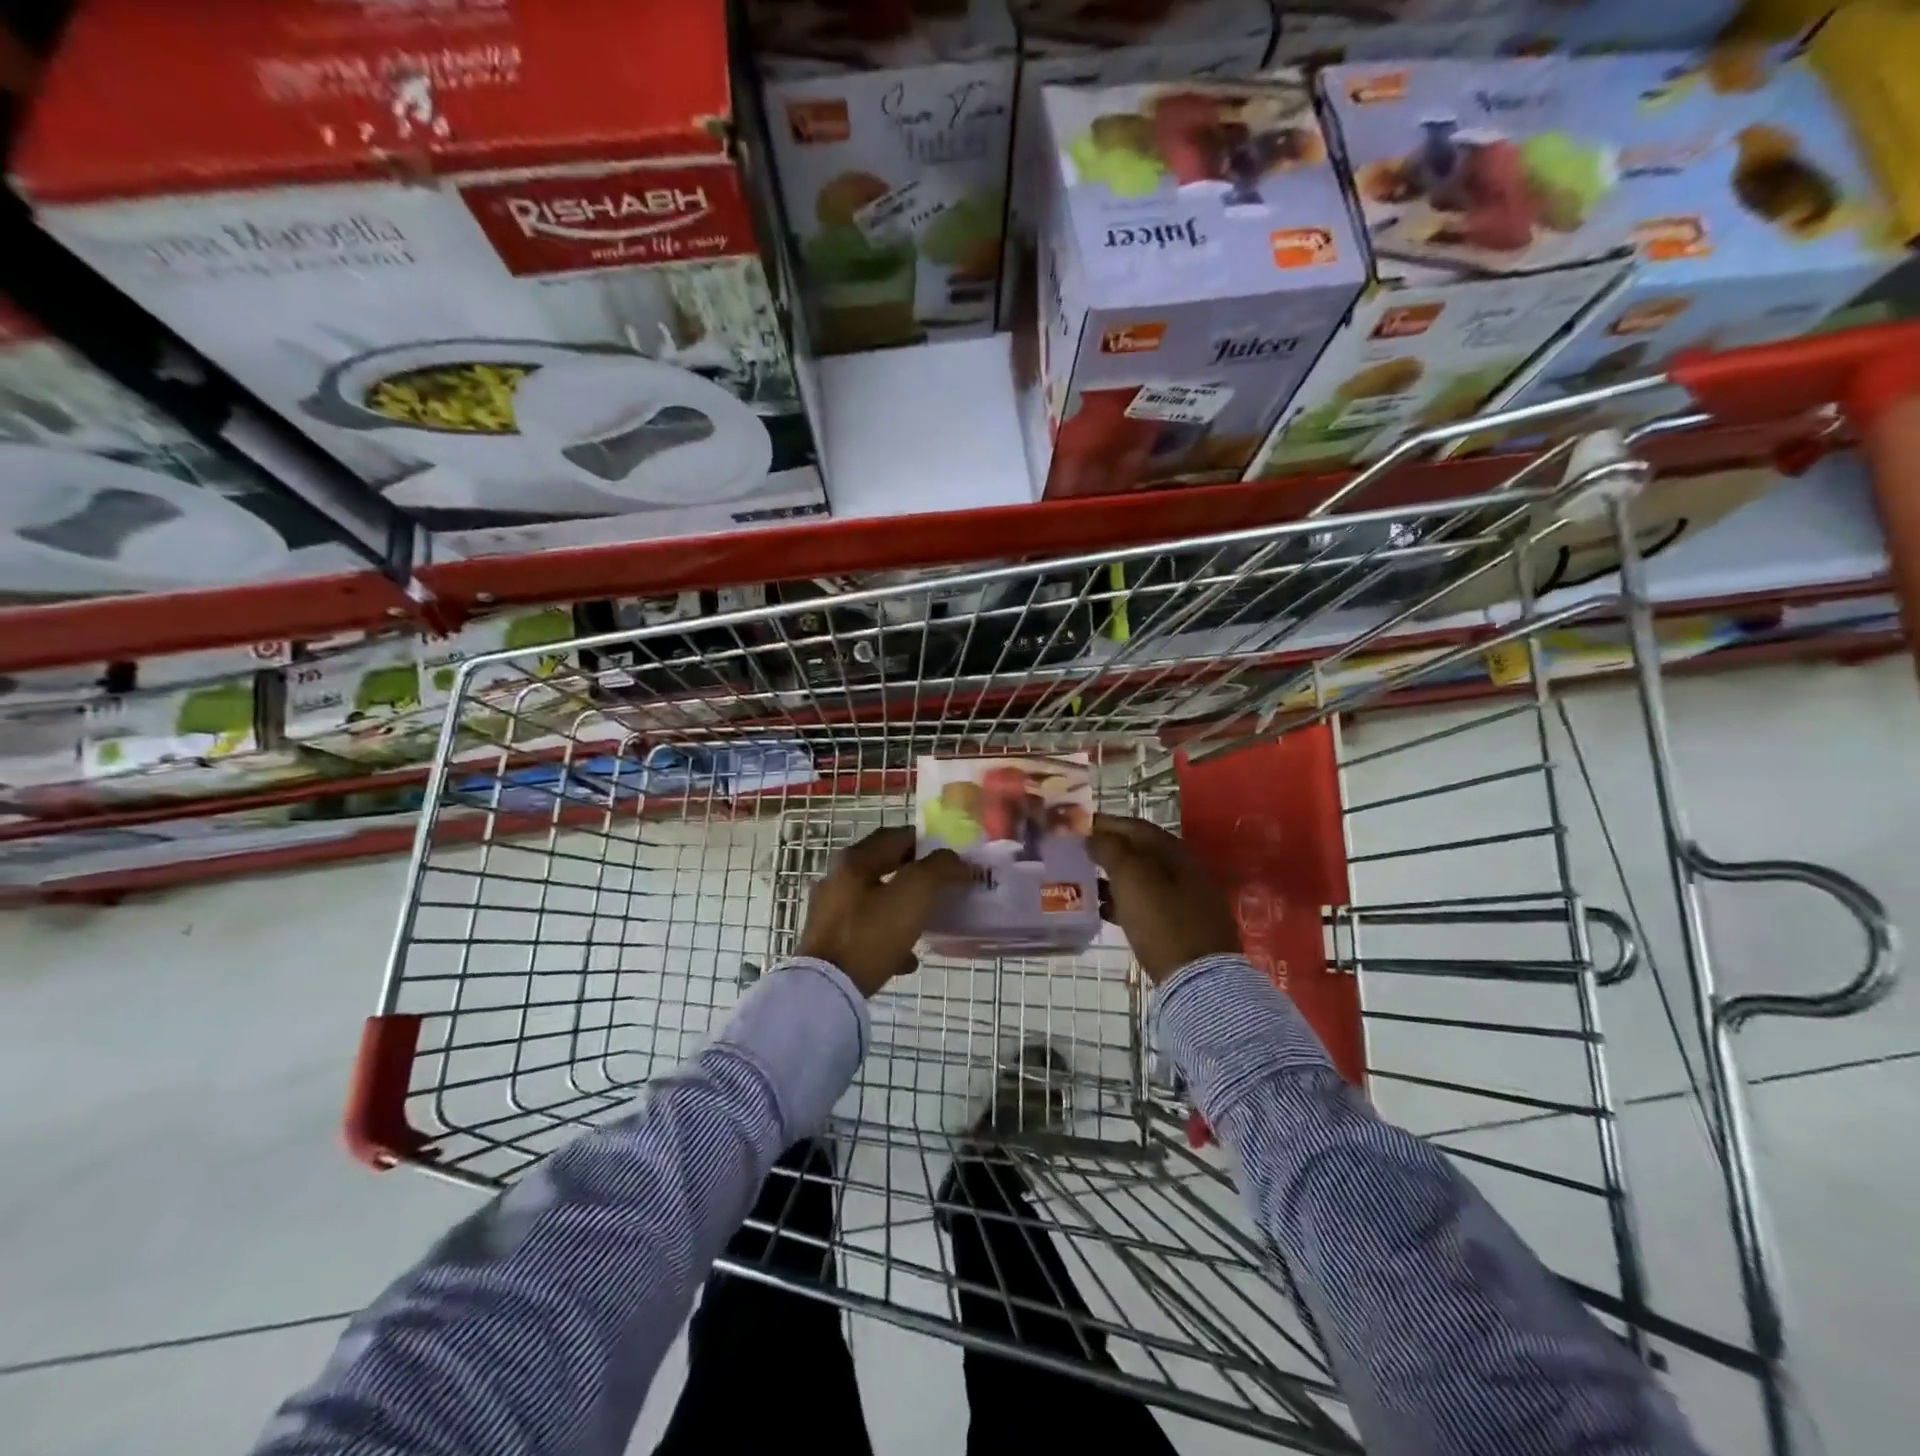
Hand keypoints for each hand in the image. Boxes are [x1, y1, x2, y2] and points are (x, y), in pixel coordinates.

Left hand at [795, 825, 971, 996]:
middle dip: (914, 876)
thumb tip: (957, 861)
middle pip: (884, 867)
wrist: (827, 989)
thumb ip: (939, 869)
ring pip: (875, 900)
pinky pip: (865, 930)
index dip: (926, 842)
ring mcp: (828, 911)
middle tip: (941, 887)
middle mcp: (837, 878)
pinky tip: (906, 958)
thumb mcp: (914, 894)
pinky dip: (887, 937)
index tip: (949, 858)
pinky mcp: (827, 941)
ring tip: (926, 923)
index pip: (896, 836)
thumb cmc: (872, 933)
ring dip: (902, 908)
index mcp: (855, 860)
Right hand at [1088, 814, 1240, 984]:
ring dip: (1113, 877)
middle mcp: (1184, 869)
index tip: (1075, 826)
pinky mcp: (1182, 925)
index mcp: (1174, 851)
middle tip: (1076, 854)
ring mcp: (1186, 898)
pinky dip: (1124, 900)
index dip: (1104, 823)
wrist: (1199, 979)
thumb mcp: (1132, 878)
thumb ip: (1111, 849)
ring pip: (1142, 878)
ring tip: (1084, 881)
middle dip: (1107, 850)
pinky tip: (1104, 910)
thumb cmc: (1162, 921)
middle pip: (1139, 851)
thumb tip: (1094, 835)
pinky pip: (1147, 903)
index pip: (1134, 826)